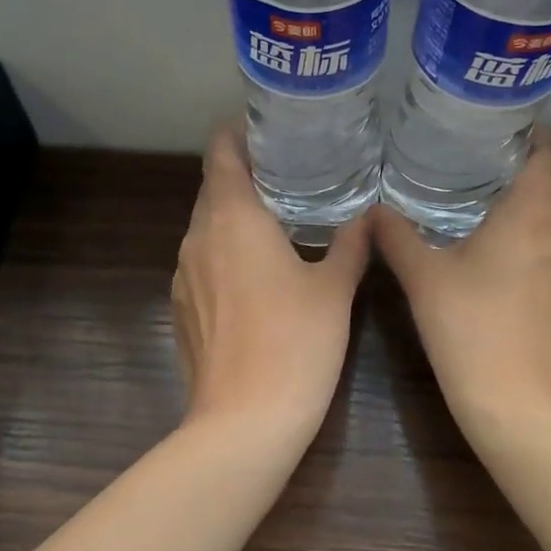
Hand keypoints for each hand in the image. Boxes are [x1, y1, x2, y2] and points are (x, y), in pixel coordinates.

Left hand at [171, 125, 371, 439]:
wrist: (244, 421)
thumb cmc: (296, 343)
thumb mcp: (334, 289)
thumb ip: (351, 244)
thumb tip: (369, 214)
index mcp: (232, 219)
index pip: (221, 153)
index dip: (238, 133)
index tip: (268, 128)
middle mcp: (197, 237)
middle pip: (212, 188)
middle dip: (244, 174)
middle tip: (289, 172)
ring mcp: (183, 275)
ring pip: (205, 226)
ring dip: (234, 215)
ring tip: (277, 217)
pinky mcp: (181, 308)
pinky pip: (202, 260)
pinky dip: (225, 251)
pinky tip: (256, 271)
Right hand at [373, 127, 550, 429]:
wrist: (521, 404)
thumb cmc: (471, 330)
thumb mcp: (424, 278)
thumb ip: (396, 237)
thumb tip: (372, 210)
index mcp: (535, 213)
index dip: (538, 133)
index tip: (507, 127)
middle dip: (546, 157)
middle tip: (502, 153)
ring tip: (511, 189)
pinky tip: (520, 240)